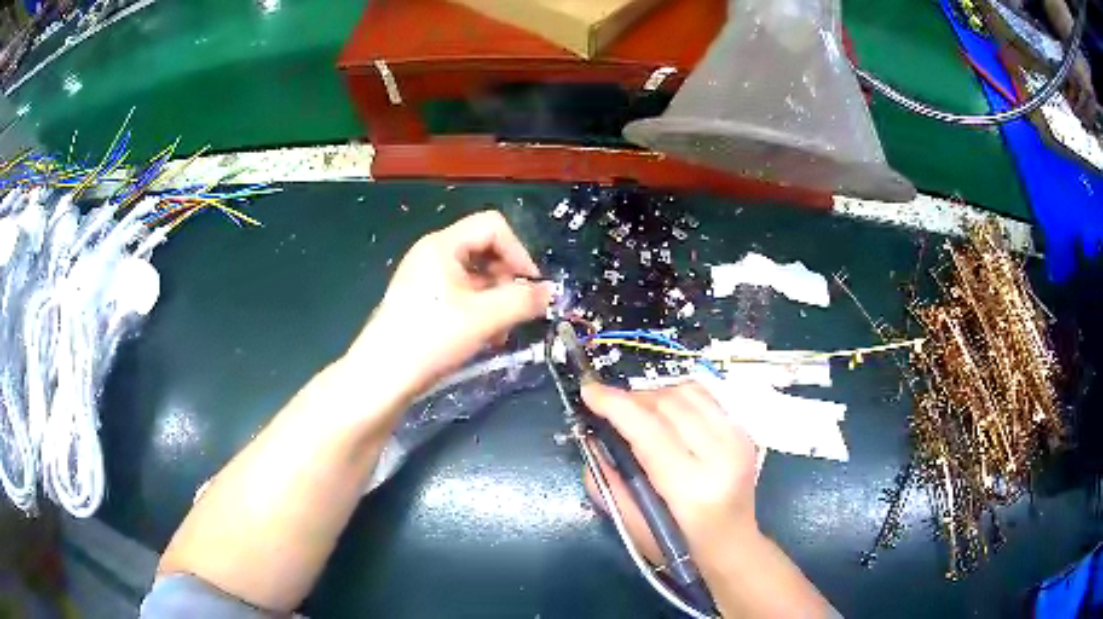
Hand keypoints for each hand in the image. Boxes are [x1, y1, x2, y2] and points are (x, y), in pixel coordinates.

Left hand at [350, 211, 552, 397]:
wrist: (383, 377)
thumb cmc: (431, 338)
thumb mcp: (484, 318)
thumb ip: (523, 300)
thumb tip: (551, 292)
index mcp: (443, 245)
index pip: (493, 226)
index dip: (518, 252)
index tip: (531, 286)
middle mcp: (433, 254)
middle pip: (485, 250)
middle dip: (507, 280)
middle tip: (516, 313)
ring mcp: (426, 278)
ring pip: (476, 277)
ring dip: (496, 301)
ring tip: (500, 333)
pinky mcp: (424, 301)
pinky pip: (462, 295)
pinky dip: (479, 312)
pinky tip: (484, 339)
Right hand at [581, 382, 760, 572]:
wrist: (733, 544)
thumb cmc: (681, 546)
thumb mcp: (634, 527)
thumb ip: (609, 484)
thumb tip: (592, 441)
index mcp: (693, 488)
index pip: (650, 431)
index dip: (616, 405)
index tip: (589, 391)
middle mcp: (722, 455)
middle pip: (669, 404)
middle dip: (631, 398)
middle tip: (607, 407)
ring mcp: (739, 439)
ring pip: (689, 392)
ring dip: (654, 393)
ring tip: (636, 410)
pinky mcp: (744, 431)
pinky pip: (705, 396)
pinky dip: (678, 396)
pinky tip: (665, 412)